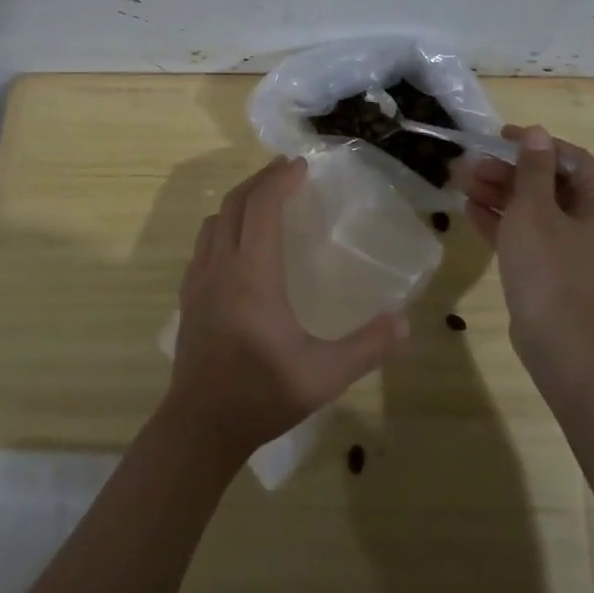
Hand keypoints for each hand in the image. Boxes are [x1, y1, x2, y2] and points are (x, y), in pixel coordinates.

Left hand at [164, 156, 407, 460]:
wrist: (200, 427)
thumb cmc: (262, 395)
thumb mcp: (324, 376)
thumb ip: (367, 347)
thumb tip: (405, 322)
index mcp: (252, 274)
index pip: (261, 207)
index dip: (280, 180)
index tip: (301, 166)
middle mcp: (221, 266)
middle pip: (235, 203)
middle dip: (260, 180)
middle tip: (286, 171)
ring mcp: (199, 281)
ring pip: (214, 221)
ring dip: (239, 201)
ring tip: (264, 200)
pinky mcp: (189, 297)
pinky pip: (204, 243)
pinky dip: (224, 226)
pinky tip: (239, 244)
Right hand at [458, 125, 593, 364]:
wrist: (559, 346)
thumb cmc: (550, 269)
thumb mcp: (535, 211)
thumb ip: (533, 169)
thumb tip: (537, 133)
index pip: (571, 159)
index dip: (534, 145)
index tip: (499, 137)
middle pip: (550, 184)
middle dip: (508, 172)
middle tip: (472, 164)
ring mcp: (577, 249)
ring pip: (536, 210)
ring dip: (500, 194)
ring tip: (461, 182)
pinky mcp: (555, 270)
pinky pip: (530, 235)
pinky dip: (503, 222)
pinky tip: (470, 209)